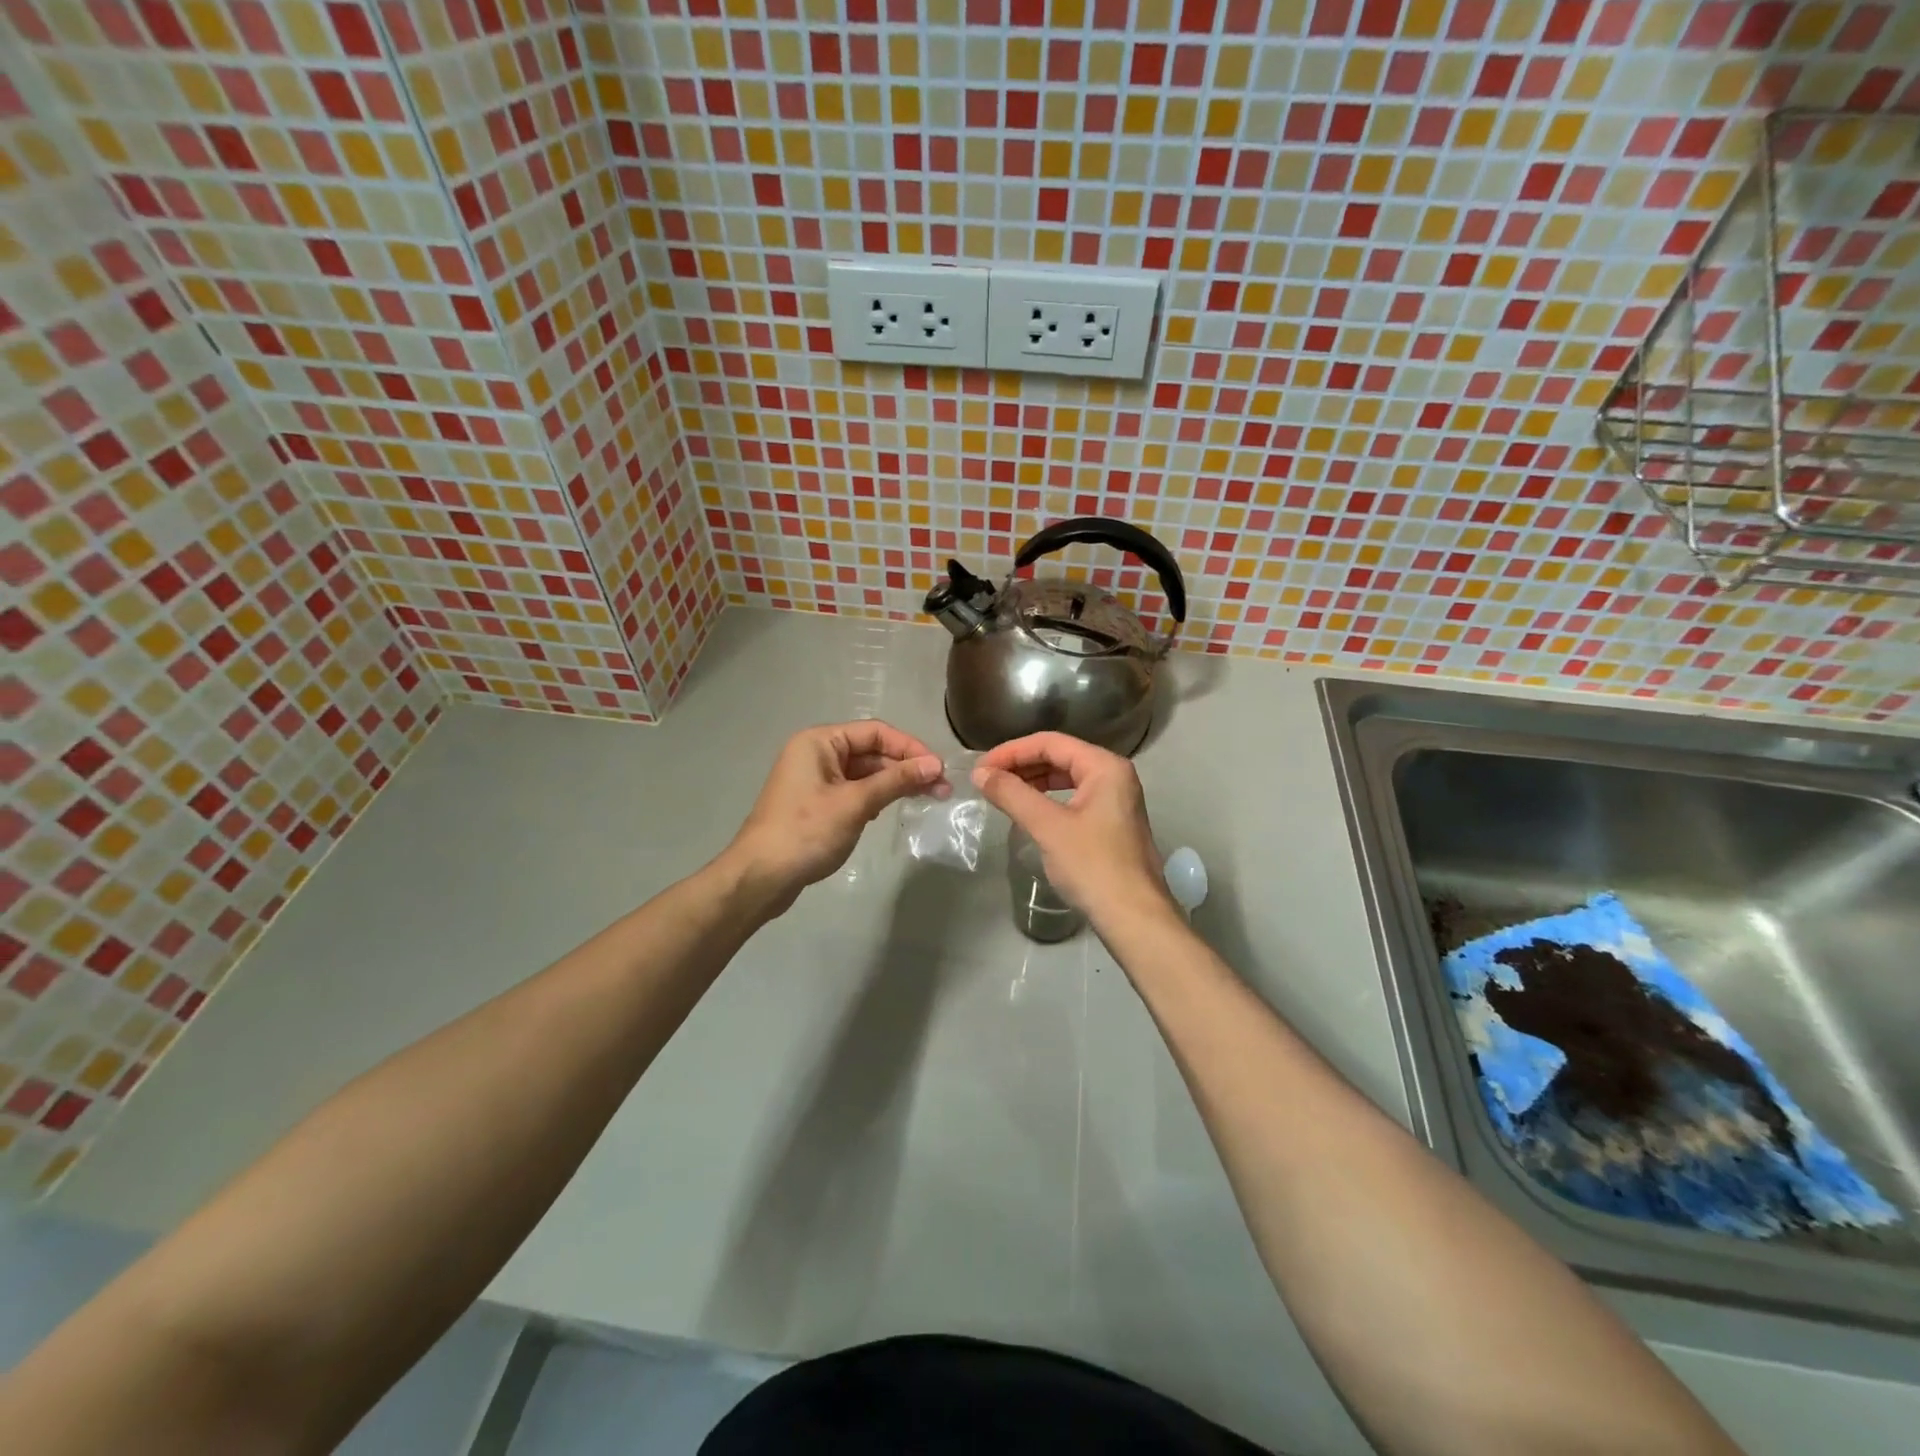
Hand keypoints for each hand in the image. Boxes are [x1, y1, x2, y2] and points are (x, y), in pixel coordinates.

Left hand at [723, 721, 942, 912]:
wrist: (760, 877)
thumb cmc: (806, 832)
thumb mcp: (855, 804)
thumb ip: (896, 781)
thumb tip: (934, 765)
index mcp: (820, 741)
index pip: (875, 732)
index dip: (910, 747)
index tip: (938, 768)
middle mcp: (817, 753)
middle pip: (872, 751)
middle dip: (906, 767)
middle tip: (941, 789)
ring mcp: (816, 780)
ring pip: (865, 773)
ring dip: (894, 783)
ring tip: (928, 798)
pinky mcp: (817, 803)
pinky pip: (854, 791)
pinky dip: (876, 797)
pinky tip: (894, 808)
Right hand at [972, 733, 1176, 928]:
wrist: (1133, 917)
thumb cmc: (1092, 865)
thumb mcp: (1047, 826)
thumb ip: (1012, 794)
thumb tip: (980, 773)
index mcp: (1105, 766)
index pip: (1051, 742)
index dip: (1012, 751)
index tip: (981, 768)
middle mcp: (1114, 775)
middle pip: (1060, 756)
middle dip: (1021, 765)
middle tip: (987, 780)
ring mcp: (1116, 800)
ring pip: (1066, 777)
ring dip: (1033, 782)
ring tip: (1002, 793)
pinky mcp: (1111, 823)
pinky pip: (1073, 797)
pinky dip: (1047, 799)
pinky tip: (1028, 811)